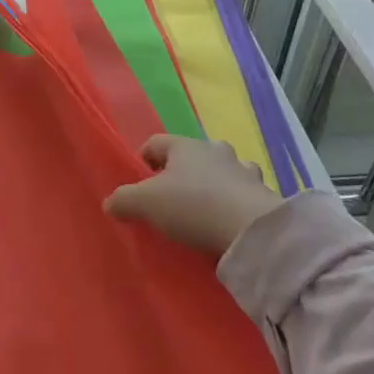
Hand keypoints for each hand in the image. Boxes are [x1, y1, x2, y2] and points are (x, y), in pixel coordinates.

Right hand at [105, 135, 282, 254]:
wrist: (252, 229)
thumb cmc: (193, 206)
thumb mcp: (146, 204)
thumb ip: (123, 200)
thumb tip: (110, 203)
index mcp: (184, 145)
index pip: (155, 143)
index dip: (143, 162)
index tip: (139, 187)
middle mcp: (214, 149)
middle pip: (190, 155)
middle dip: (180, 173)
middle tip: (171, 200)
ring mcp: (242, 169)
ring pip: (221, 171)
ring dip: (212, 185)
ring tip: (203, 211)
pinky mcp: (263, 193)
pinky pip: (242, 192)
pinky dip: (234, 202)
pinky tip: (227, 222)